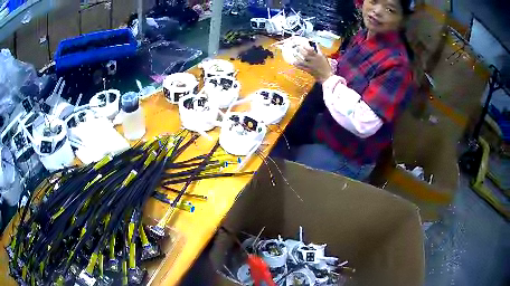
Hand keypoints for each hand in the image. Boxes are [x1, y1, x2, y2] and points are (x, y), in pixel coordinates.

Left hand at [294, 45, 333, 82]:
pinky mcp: (309, 71)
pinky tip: (294, 62)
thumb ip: (319, 52)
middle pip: (305, 54)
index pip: (311, 50)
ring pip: (302, 61)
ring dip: (297, 57)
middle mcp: (314, 60)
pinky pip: (301, 67)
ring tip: (294, 54)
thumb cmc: (326, 67)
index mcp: (318, 56)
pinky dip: (297, 65)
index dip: (306, 47)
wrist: (327, 77)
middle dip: (300, 50)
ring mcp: (311, 66)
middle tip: (297, 47)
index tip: (302, 45)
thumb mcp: (324, 58)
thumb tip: (315, 45)